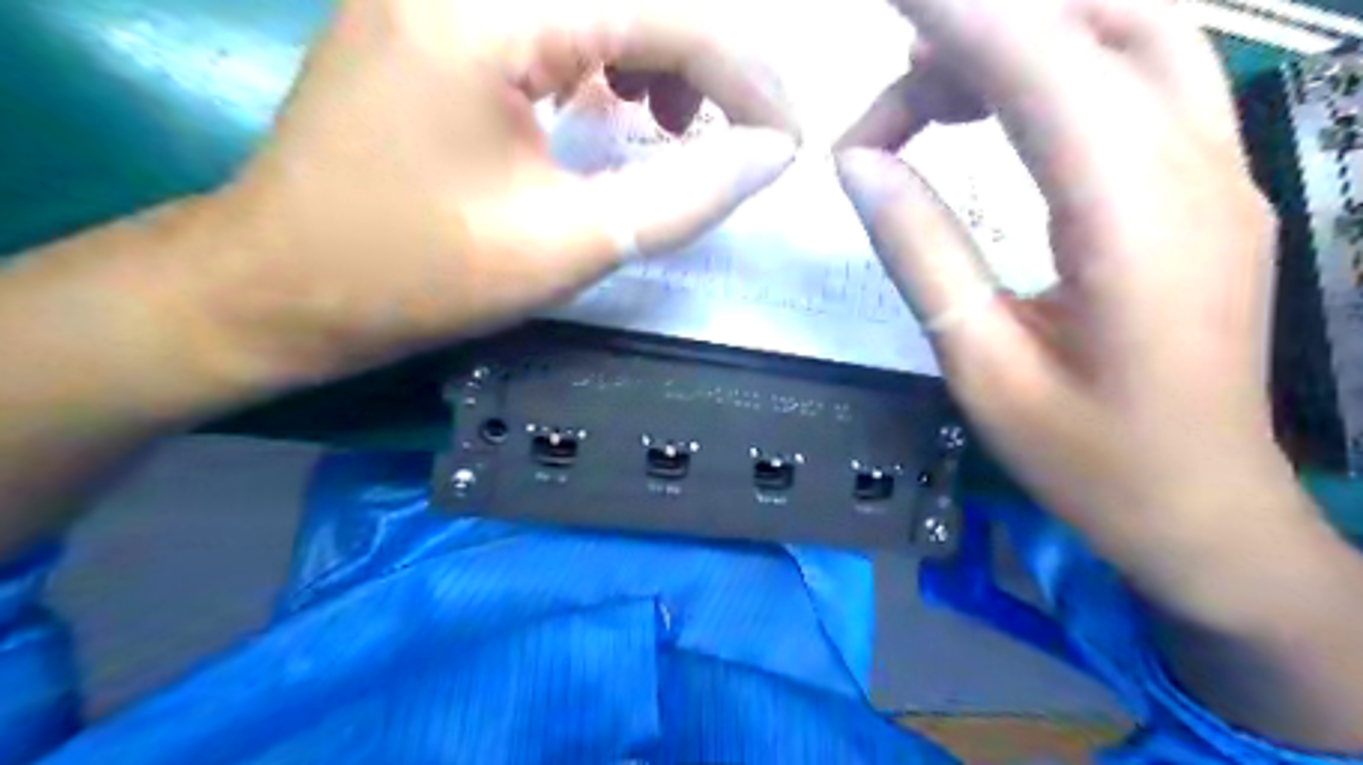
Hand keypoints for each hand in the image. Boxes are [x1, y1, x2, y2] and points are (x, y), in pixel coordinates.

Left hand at [200, 1, 799, 385]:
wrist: (280, 285)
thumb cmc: (413, 276)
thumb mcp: (566, 243)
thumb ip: (683, 195)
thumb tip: (772, 156)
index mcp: (487, 9)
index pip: (664, 9)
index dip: (746, 76)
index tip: (790, 141)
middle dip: (712, 61)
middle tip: (747, 134)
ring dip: (662, 52)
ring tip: (680, 126)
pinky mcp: (437, 11)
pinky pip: (556, 16)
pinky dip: (610, 56)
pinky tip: (621, 108)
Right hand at [838, 0, 1316, 609]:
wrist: (1202, 507)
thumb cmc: (1088, 456)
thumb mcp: (982, 366)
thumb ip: (923, 253)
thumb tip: (861, 166)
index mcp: (1133, 219)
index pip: (1042, 63)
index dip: (958, 11)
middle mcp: (1195, 168)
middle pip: (1090, 28)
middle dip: (975, 35)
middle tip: (887, 106)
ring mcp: (1219, 170)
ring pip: (1128, 38)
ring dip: (1020, 44)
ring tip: (927, 104)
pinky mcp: (1211, 187)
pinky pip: (1141, 82)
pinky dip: (1059, 68)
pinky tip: (997, 113)